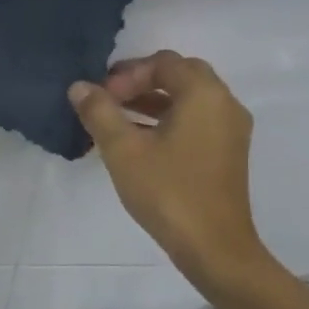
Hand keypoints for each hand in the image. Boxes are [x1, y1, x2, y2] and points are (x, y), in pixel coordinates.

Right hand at [69, 50, 272, 297]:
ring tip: (115, 121)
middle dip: (140, 82)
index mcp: (204, 95)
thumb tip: (79, 87)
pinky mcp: (226, 152)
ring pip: (187, 99)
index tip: (102, 99)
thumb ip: (99, 112)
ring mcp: (229, 129)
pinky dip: (166, 120)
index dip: (127, 74)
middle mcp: (224, 104)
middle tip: (108, 101)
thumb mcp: (123, 150)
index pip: (163, 63)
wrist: (212, 246)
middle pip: (180, 75)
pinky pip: (194, 120)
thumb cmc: (167, 191)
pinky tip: (138, 142)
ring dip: (151, 101)